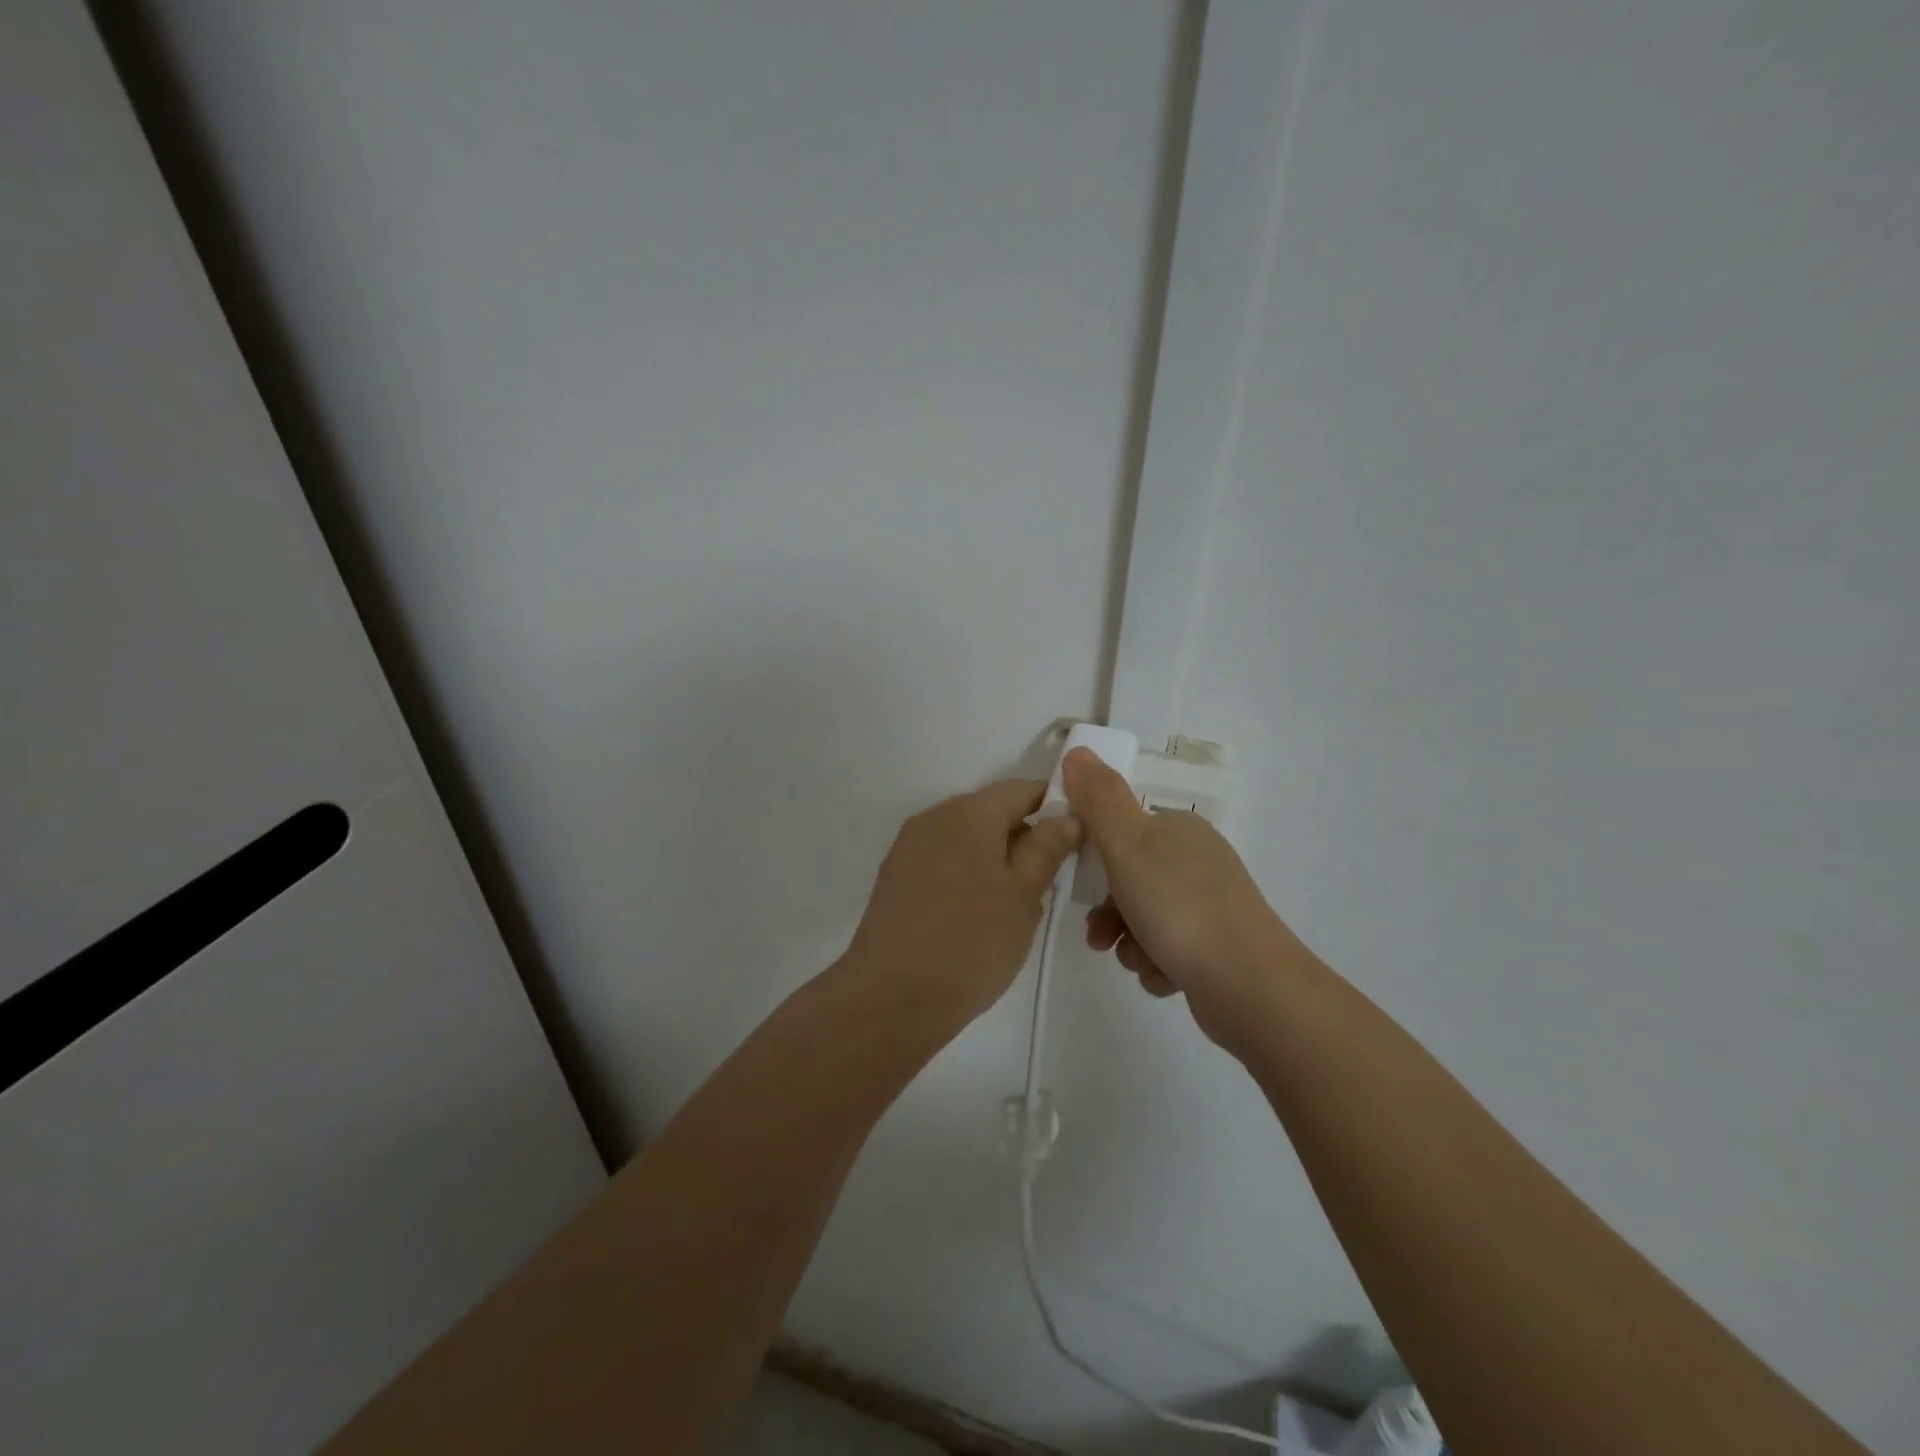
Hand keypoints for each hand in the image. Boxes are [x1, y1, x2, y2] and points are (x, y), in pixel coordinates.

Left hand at [844, 780, 1082, 1026]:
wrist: (891, 997)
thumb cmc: (970, 941)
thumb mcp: (1024, 894)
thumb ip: (1047, 847)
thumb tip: (1066, 815)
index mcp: (968, 812)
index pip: (1022, 790)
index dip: (1055, 807)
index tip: (1077, 842)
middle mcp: (934, 817)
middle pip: (992, 812)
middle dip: (1025, 838)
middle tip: (1050, 883)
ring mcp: (909, 847)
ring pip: (968, 839)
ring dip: (996, 860)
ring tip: (1015, 907)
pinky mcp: (895, 877)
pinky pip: (944, 861)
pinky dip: (968, 876)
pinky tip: (977, 917)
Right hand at [1062, 748, 1297, 1053]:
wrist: (1249, 985)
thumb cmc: (1180, 906)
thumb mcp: (1128, 844)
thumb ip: (1098, 799)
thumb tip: (1077, 750)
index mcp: (1179, 829)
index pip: (1122, 829)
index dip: (1095, 855)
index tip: (1080, 880)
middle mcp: (1197, 861)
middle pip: (1130, 878)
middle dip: (1109, 910)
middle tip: (1100, 934)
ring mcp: (1209, 906)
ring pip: (1144, 919)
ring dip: (1129, 942)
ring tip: (1136, 959)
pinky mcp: (1215, 949)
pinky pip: (1167, 950)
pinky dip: (1157, 964)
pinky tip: (1163, 975)